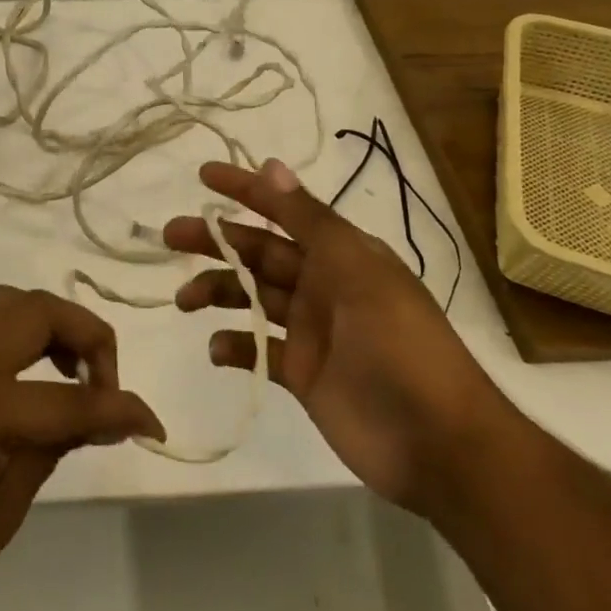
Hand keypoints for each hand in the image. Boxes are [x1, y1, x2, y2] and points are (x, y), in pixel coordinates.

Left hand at [0, 286, 164, 610]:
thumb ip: (53, 447)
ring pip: (6, 306)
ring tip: (70, 378)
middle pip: (36, 310)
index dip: (120, 409)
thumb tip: (100, 416)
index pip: (69, 397)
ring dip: (49, 326)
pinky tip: (31, 389)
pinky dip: (20, 340)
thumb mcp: (5, 509)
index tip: (153, 426)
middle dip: (83, 334)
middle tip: (102, 383)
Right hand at [164, 159, 510, 514]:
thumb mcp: (358, 272)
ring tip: (184, 300)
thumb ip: (310, 221)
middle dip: (216, 241)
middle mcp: (322, 285)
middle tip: (171, 236)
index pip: (284, 212)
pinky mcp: (300, 374)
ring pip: (251, 297)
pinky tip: (217, 349)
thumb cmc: (401, 346)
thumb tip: (271, 166)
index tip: (202, 176)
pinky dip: (233, 346)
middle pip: (258, 253)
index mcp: (341, 255)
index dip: (245, 191)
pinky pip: (257, 349)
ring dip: (216, 291)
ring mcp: (310, 331)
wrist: (438, 445)